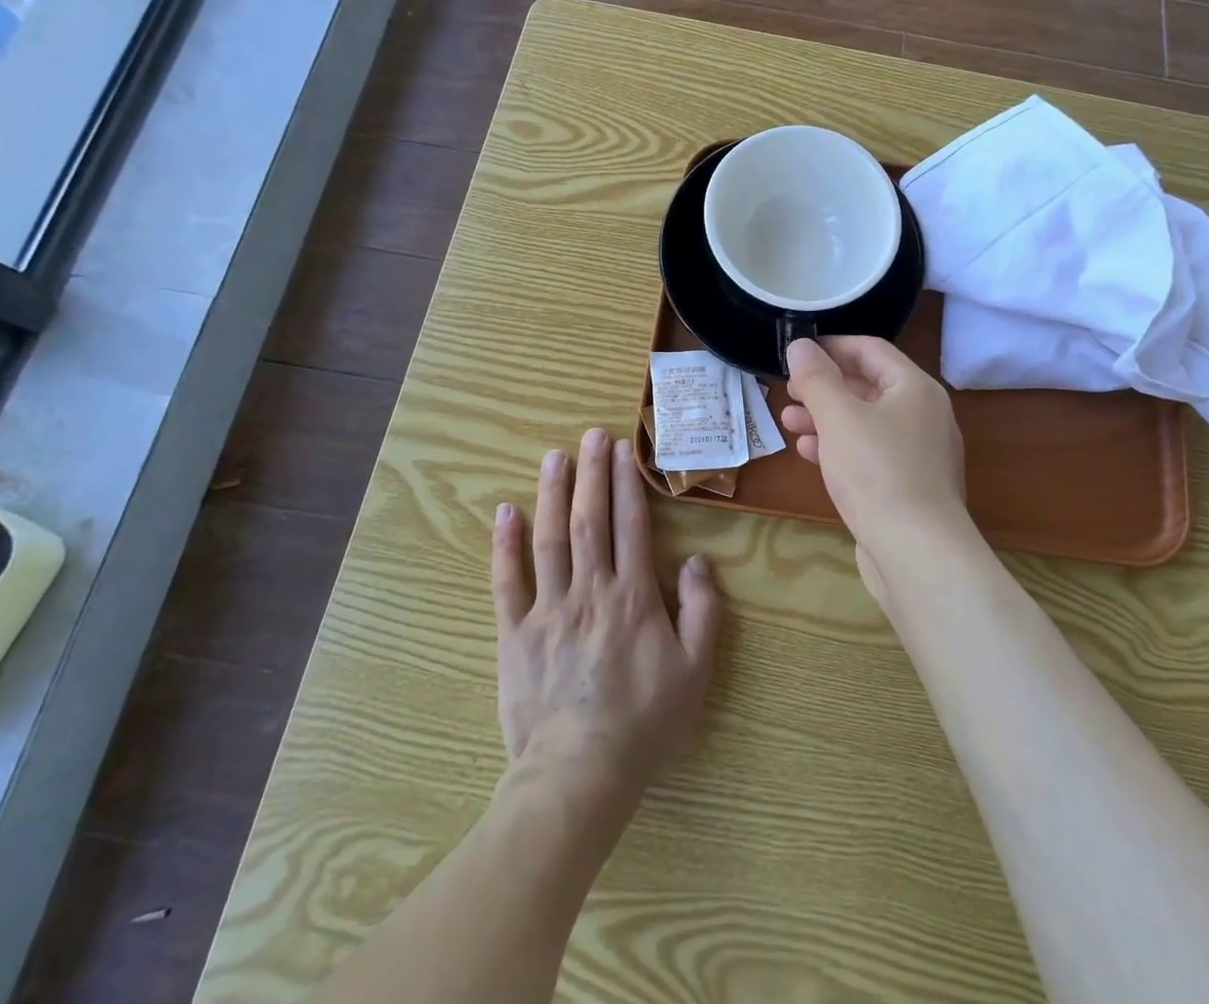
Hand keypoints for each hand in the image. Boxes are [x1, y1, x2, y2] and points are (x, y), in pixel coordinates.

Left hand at [491, 428, 720, 798]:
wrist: (579, 774)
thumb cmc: (644, 722)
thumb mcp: (695, 670)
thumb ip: (702, 611)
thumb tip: (697, 561)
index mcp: (633, 596)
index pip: (631, 525)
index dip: (627, 483)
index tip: (624, 449)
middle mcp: (590, 590)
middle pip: (590, 519)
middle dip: (592, 473)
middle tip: (592, 435)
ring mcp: (548, 609)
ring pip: (550, 538)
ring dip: (552, 494)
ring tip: (554, 457)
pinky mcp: (515, 633)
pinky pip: (508, 581)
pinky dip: (505, 545)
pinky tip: (506, 512)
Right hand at [781, 337, 980, 601]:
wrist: (917, 554)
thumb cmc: (877, 473)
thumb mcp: (839, 418)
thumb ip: (816, 378)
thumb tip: (801, 345)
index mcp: (916, 388)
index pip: (871, 350)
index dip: (831, 346)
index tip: (796, 353)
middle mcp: (924, 415)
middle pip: (868, 386)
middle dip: (824, 387)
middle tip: (788, 391)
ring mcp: (919, 453)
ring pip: (866, 422)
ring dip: (826, 418)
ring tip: (788, 422)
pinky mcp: (909, 486)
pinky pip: (870, 453)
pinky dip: (840, 447)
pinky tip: (809, 454)